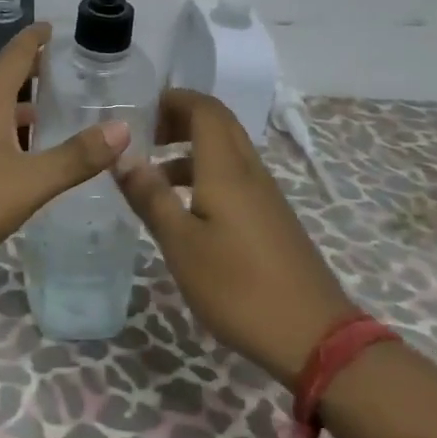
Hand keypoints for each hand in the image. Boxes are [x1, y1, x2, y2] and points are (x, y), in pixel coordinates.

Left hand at [0, 24, 129, 283]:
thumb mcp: (29, 182)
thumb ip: (75, 157)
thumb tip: (122, 127)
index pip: (13, 57)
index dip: (33, 40)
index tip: (52, 26)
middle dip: (27, 68)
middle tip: (58, 65)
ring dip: (15, 103)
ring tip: (45, 109)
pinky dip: (3, 131)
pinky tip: (16, 155)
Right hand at [113, 87, 355, 384]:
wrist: (314, 337)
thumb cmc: (239, 287)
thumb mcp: (181, 245)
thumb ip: (151, 197)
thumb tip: (122, 154)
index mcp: (227, 168)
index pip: (204, 108)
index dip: (173, 100)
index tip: (139, 111)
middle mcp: (249, 171)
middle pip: (218, 124)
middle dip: (180, 119)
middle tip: (144, 137)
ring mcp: (265, 195)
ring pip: (226, 151)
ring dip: (190, 150)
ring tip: (154, 177)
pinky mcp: (272, 219)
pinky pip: (235, 177)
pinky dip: (205, 175)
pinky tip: (186, 211)